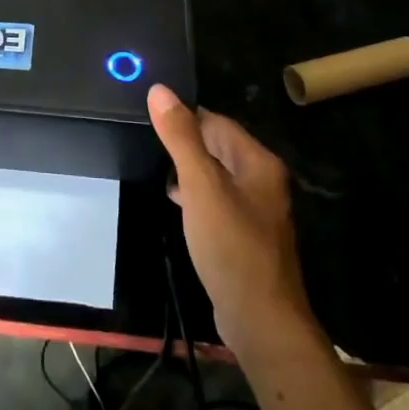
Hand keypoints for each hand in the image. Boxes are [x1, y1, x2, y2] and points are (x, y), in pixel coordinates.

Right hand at [149, 84, 313, 359]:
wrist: (259, 319)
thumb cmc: (231, 246)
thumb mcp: (201, 187)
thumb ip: (180, 138)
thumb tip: (160, 90)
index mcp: (257, 162)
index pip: (216, 122)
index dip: (184, 117)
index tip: (149, 116)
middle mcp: (261, 180)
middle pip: (218, 145)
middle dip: (185, 142)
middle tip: (146, 141)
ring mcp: (255, 208)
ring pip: (215, 174)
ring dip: (188, 169)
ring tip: (154, 165)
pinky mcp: (244, 233)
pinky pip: (216, 200)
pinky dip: (195, 195)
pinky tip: (174, 201)